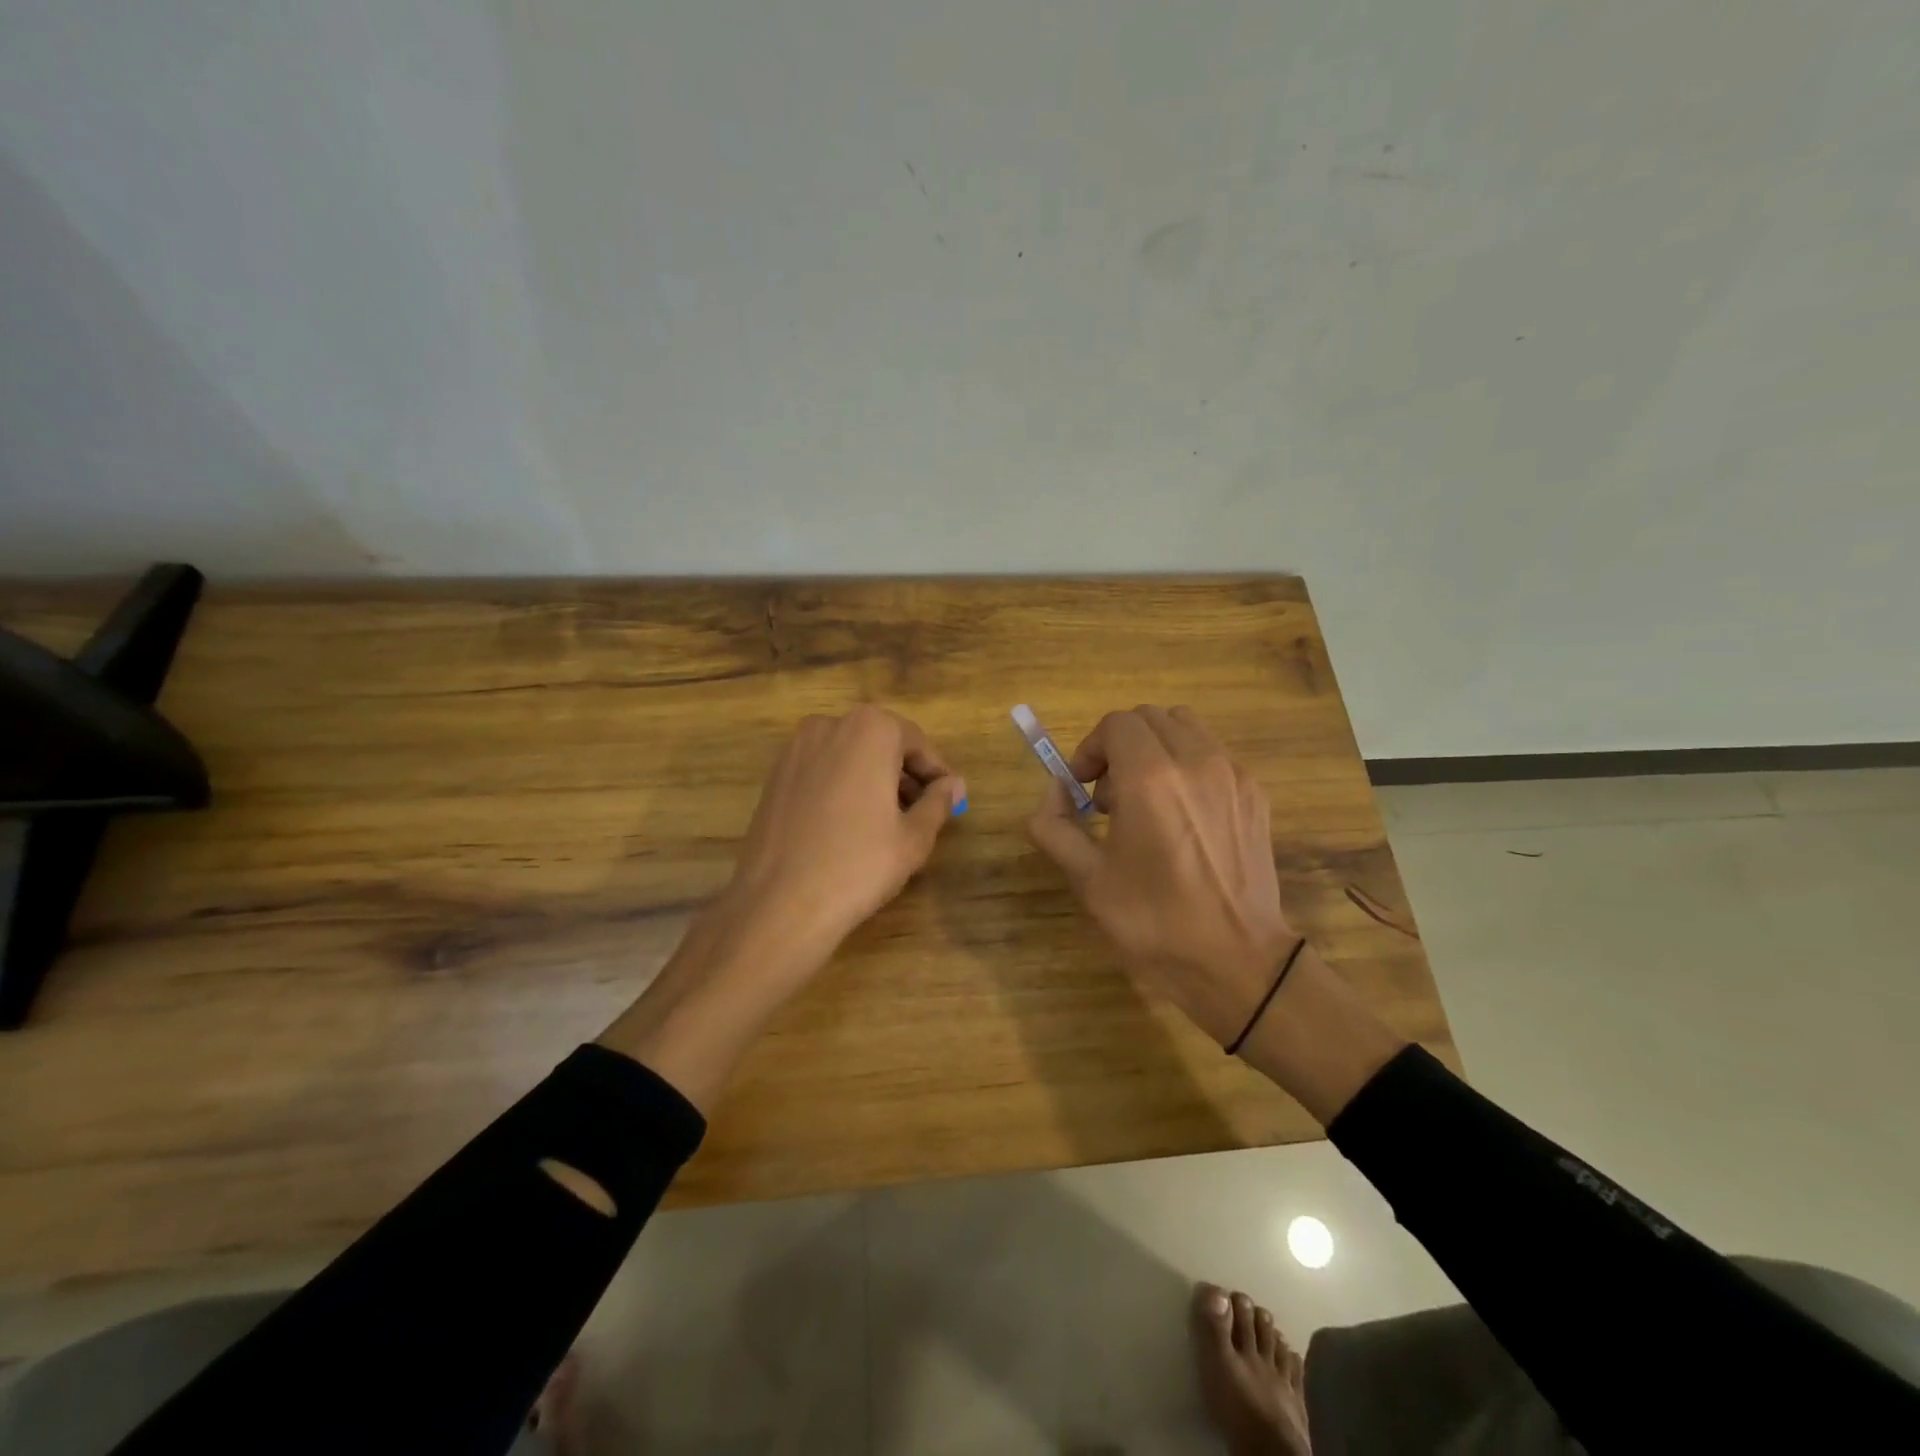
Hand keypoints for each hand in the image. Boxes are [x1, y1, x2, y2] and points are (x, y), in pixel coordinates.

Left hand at [720, 706, 967, 971]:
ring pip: (850, 756)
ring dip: (874, 779)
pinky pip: (823, 770)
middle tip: (923, 812)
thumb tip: (954, 785)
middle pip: (881, 744)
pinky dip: (843, 786)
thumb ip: (938, 802)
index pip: (917, 743)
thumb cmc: (858, 864)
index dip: (937, 773)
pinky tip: (850, 825)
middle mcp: (830, 726)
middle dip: (905, 774)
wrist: (779, 902)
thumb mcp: (913, 837)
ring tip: (889, 822)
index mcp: (870, 730)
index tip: (950, 800)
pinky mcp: (775, 775)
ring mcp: (796, 749)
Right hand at [1027, 706, 1297, 1048]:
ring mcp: (1232, 774)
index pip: (1116, 724)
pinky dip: (1187, 765)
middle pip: (1149, 718)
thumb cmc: (1154, 922)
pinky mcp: (1254, 792)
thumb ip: (1054, 825)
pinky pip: (1212, 753)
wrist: (1237, 960)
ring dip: (1155, 748)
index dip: (1090, 748)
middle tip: (1109, 796)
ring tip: (1147, 799)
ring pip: (1184, 727)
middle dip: (1119, 746)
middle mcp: (1196, 762)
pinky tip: (1182, 816)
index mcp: (1151, 779)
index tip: (1082, 787)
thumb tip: (1055, 792)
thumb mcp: (1087, 879)